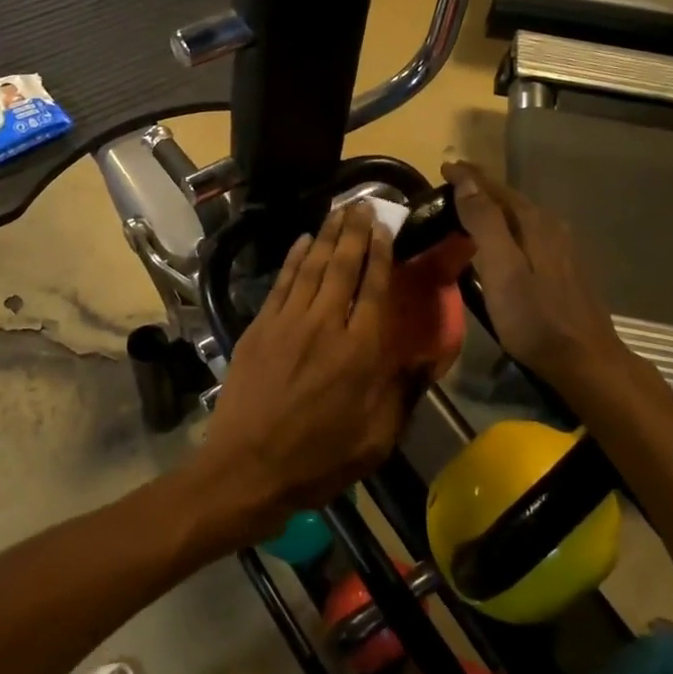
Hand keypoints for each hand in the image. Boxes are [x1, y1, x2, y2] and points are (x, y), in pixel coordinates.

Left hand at [189, 204, 416, 549]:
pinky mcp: (259, 328)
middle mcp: (325, 325)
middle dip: (355, 231)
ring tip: (339, 211)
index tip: (386, 227)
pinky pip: (281, 283)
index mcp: (360, 351)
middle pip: (343, 266)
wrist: (246, 469)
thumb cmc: (318, 460)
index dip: (381, 253)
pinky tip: (302, 241)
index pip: (374, 287)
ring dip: (327, 235)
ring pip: (312, 267)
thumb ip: (402, 392)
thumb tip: (425, 356)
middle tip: (363, 204)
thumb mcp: (376, 439)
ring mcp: (287, 323)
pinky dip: (293, 258)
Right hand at [441, 160, 628, 393]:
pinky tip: (502, 240)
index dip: (469, 176)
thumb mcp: (502, 269)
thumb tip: (467, 180)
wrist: (584, 360)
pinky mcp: (564, 268)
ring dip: (495, 207)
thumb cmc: (534, 318)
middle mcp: (551, 227)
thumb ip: (485, 222)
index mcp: (534, 222)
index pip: (495, 188)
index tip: (445, 166)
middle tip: (452, 184)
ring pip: (521, 216)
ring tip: (471, 207)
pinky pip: (528, 233)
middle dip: (482, 188)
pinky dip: (508, 227)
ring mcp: (562, 248)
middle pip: (511, 199)